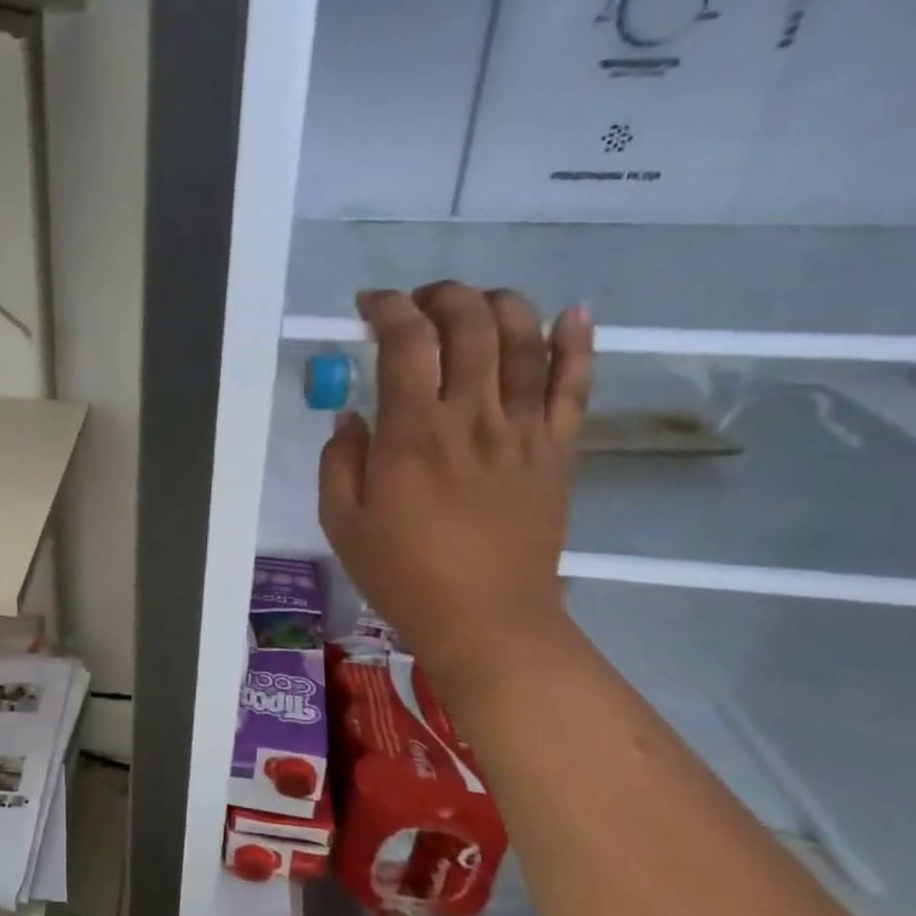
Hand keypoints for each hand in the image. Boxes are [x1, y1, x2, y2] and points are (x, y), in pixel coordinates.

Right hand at [318, 284, 594, 682]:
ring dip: (499, 305)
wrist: (486, 620)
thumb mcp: (342, 520)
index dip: (387, 308)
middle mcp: (472, 416)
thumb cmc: (403, 573)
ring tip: (476, 302)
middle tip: (418, 303)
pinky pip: (574, 386)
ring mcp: (523, 431)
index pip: (406, 341)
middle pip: (469, 324)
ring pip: (524, 341)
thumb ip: (339, 459)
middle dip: (441, 295)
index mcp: (413, 433)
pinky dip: (576, 344)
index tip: (369, 306)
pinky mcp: (558, 451)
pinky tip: (571, 314)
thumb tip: (353, 415)